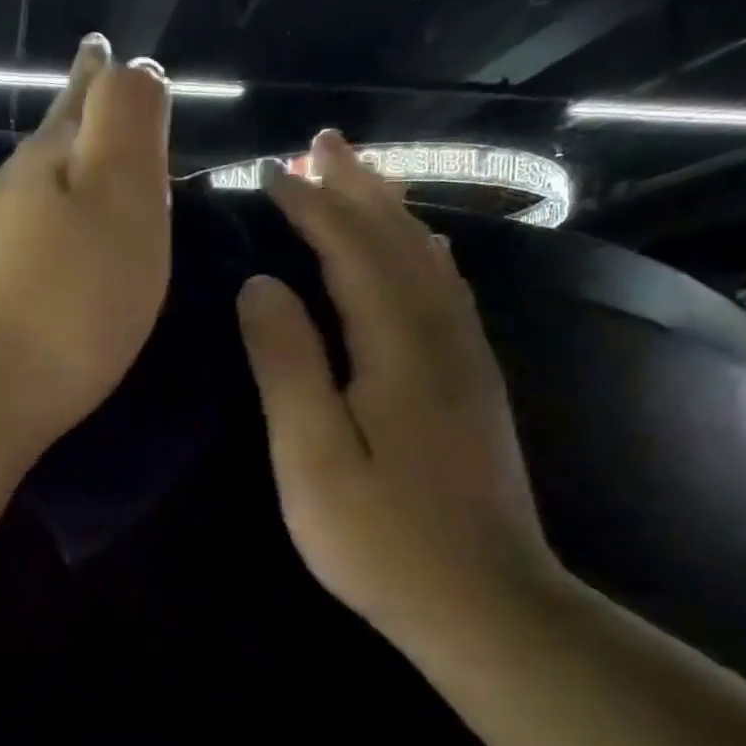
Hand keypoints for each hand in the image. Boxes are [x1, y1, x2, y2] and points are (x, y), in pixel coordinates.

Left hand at [0, 35, 172, 446]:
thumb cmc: (70, 303)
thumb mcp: (122, 201)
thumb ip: (128, 124)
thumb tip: (132, 66)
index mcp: (55, 163)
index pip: (88, 103)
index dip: (108, 79)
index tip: (111, 50)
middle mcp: (8, 187)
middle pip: (50, 136)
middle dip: (77, 106)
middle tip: (92, 70)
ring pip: (13, 174)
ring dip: (38, 148)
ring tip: (52, 123)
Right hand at [236, 130, 563, 639]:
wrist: (485, 603)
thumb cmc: (380, 538)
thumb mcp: (310, 456)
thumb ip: (287, 364)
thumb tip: (261, 285)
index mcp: (398, 347)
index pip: (352, 250)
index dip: (310, 206)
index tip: (268, 172)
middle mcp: (442, 336)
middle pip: (398, 239)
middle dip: (357, 186)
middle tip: (321, 142)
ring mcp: (467, 359)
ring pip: (427, 259)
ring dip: (390, 209)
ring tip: (357, 174)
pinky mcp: (472, 383)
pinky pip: (446, 290)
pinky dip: (420, 251)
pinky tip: (417, 246)